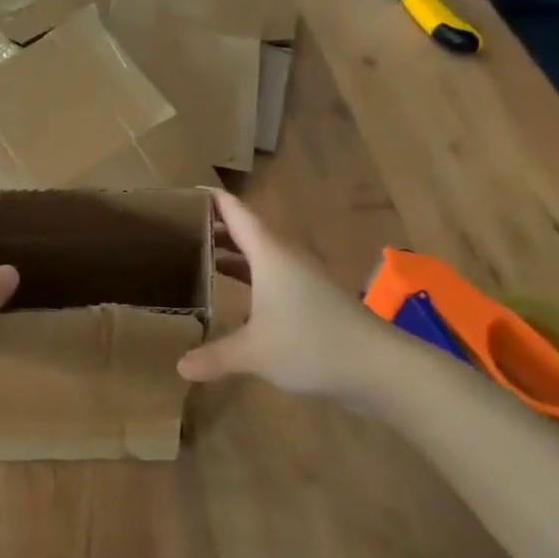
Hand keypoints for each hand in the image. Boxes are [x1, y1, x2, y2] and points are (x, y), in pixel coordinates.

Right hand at [177, 190, 384, 400]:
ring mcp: (303, 279)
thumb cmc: (310, 344)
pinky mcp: (314, 300)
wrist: (378, 366)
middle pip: (248, 233)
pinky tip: (237, 297)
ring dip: (235, 254)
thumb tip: (180, 367)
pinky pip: (273, 277)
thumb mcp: (254, 353)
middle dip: (218, 228)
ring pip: (262, 256)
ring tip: (201, 256)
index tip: (188, 191)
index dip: (214, 200)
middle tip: (181, 228)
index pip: (237, 214)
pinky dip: (251, 278)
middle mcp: (286, 258)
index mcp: (269, 254)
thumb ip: (215, 356)